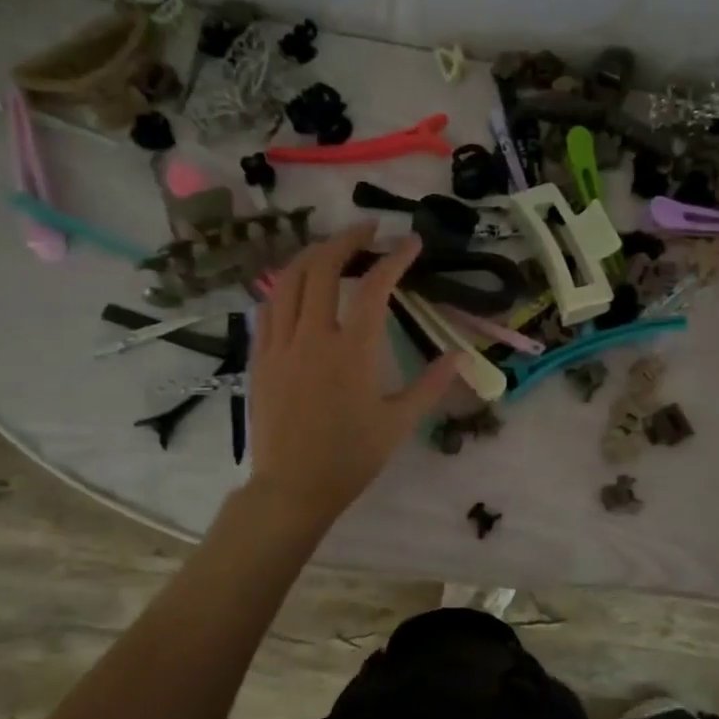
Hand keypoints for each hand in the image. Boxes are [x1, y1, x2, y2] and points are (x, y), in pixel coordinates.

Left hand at [247, 222, 460, 529]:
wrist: (292, 488)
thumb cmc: (351, 457)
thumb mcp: (399, 422)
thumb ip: (431, 384)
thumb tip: (458, 355)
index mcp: (352, 351)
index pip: (374, 287)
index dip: (395, 258)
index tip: (411, 243)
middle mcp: (313, 336)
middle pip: (324, 267)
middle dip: (348, 239)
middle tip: (369, 230)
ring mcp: (280, 344)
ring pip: (289, 280)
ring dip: (313, 254)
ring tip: (333, 247)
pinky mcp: (259, 357)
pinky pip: (268, 306)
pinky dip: (286, 284)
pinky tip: (298, 284)